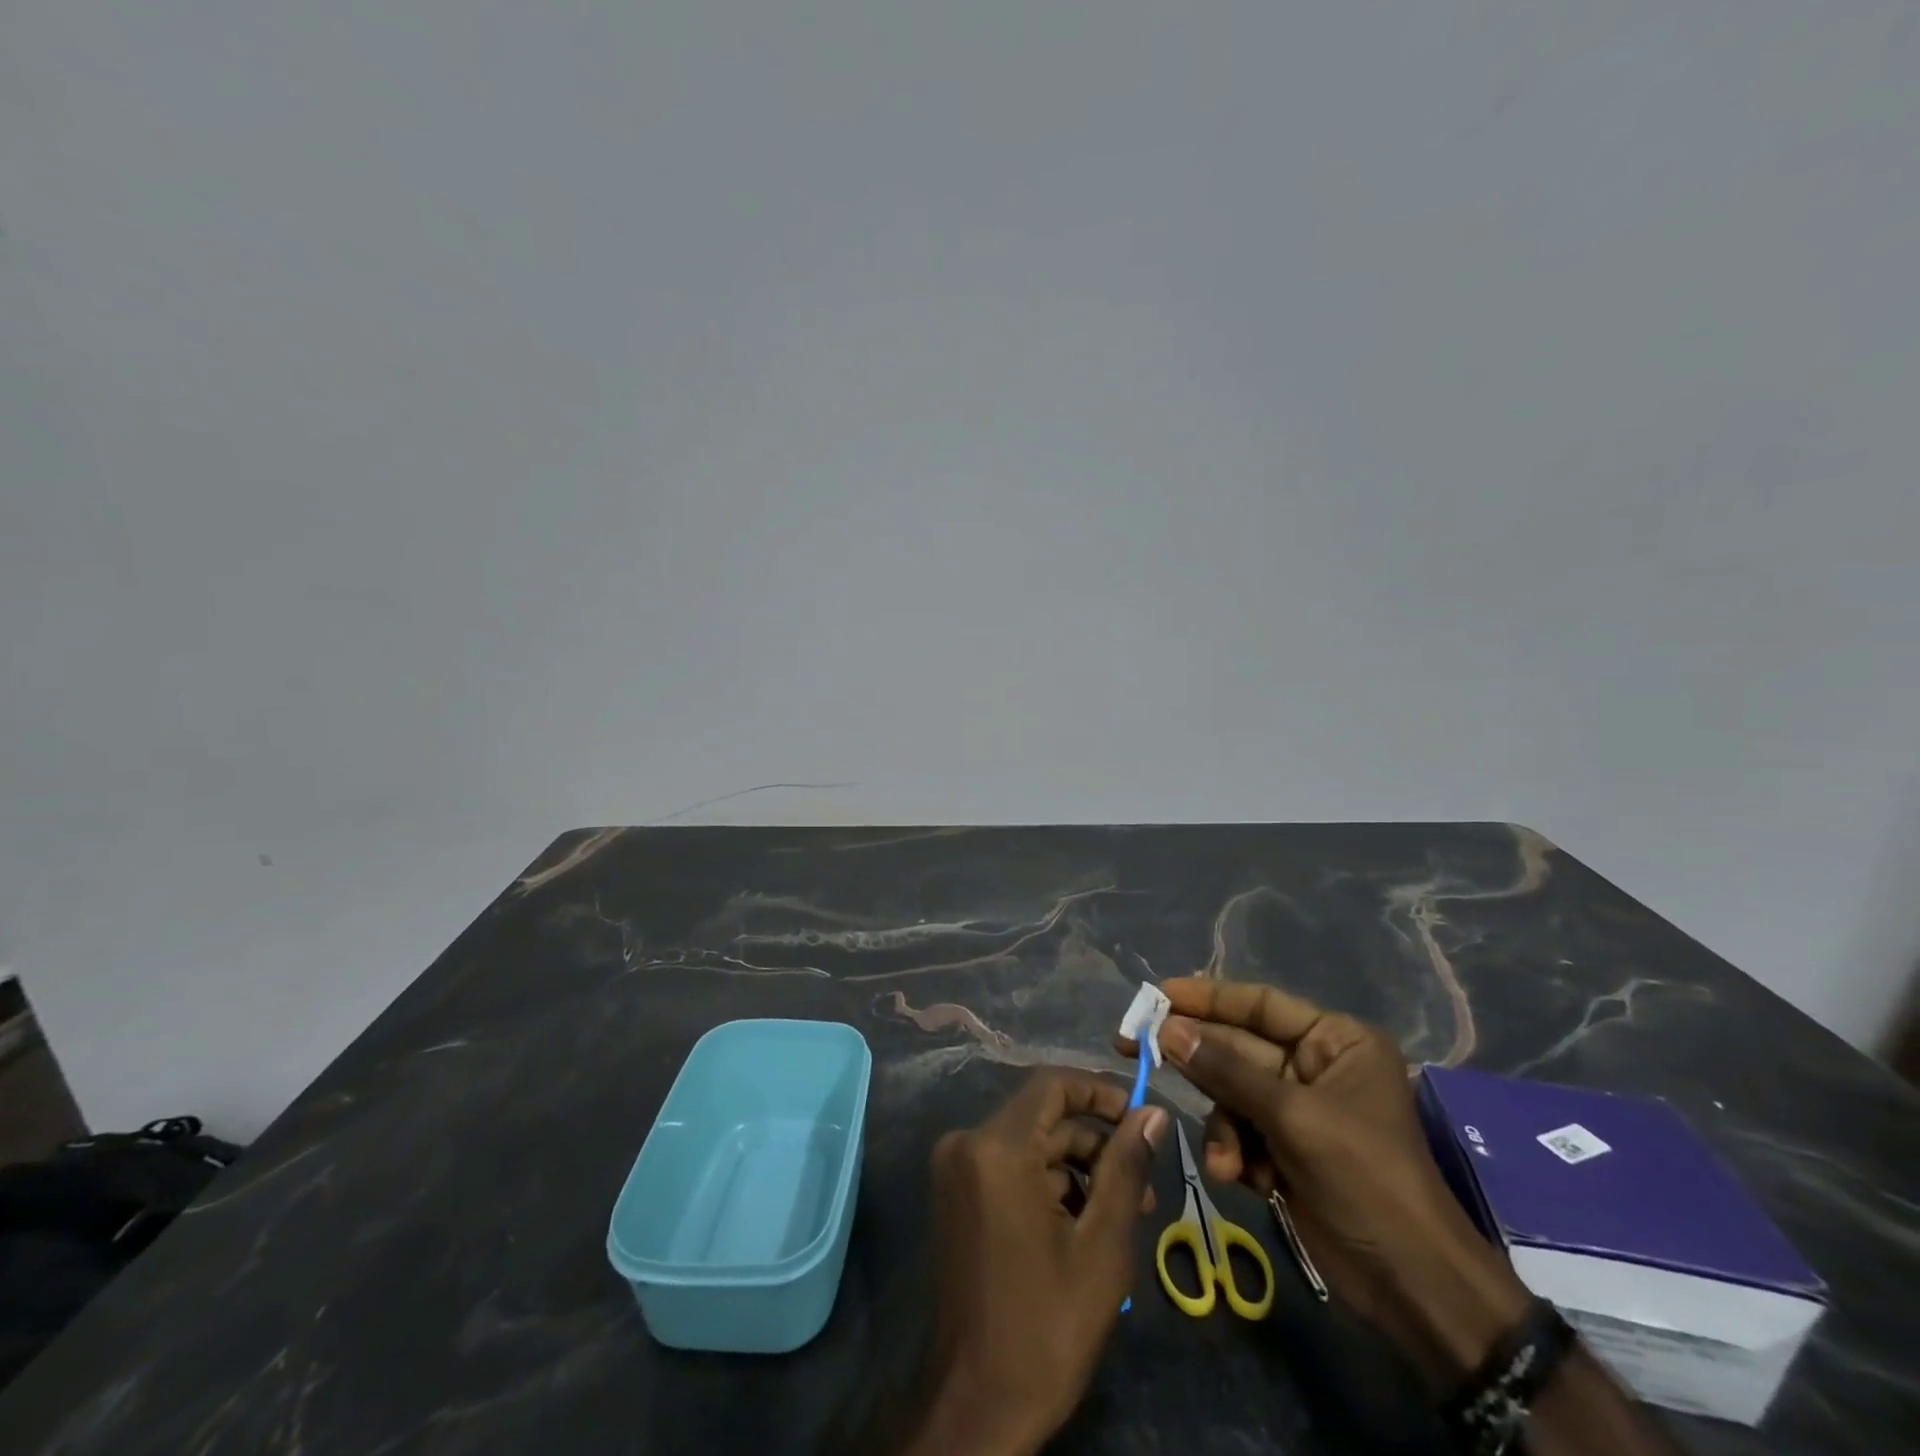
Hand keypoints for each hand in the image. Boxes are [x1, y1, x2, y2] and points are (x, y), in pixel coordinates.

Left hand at [903, 1072, 1167, 1455]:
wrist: (975, 1406)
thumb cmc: (1045, 1327)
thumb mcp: (1101, 1246)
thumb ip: (1126, 1168)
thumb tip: (1153, 1114)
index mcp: (996, 1147)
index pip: (1052, 1085)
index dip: (1099, 1092)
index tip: (1140, 1119)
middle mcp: (967, 1143)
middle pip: (1044, 1117)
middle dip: (1097, 1144)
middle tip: (1145, 1185)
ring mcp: (955, 1170)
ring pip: (1030, 1145)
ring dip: (1077, 1170)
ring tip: (1125, 1214)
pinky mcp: (955, 1195)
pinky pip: (1010, 1168)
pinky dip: (1048, 1185)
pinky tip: (1084, 1227)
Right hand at [1119, 978, 1529, 1389]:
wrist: (1413, 1287)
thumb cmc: (1366, 1179)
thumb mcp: (1294, 1117)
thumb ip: (1227, 1070)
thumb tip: (1168, 1030)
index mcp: (1335, 1041)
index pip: (1260, 1003)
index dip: (1207, 996)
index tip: (1158, 994)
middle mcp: (1314, 1066)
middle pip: (1237, 1048)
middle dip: (1196, 1060)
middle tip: (1133, 1046)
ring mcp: (1297, 1110)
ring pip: (1230, 1094)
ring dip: (1222, 1127)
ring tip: (1227, 1162)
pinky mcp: (1284, 1150)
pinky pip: (1239, 1131)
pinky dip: (1234, 1154)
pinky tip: (1242, 1180)